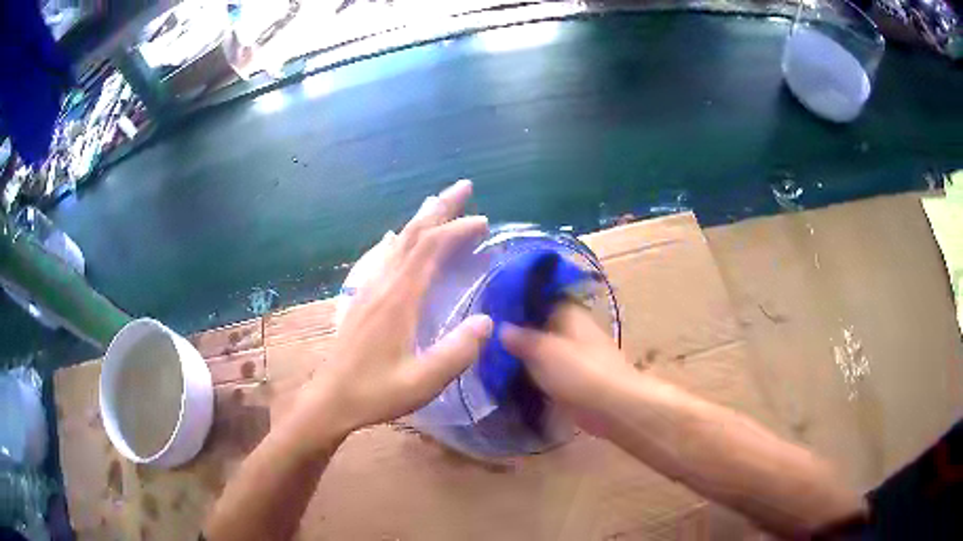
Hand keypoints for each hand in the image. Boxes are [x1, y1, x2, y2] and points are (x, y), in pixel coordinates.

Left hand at [298, 180, 492, 438]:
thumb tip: (488, 321)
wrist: (331, 399)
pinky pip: (384, 257)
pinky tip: (398, 238)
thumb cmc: (376, 392)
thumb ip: (457, 352)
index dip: (457, 230)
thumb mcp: (423, 381)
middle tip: (464, 186)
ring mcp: (370, 289)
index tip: (483, 222)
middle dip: (440, 207)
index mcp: (400, 299)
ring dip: (422, 220)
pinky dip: (400, 240)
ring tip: (438, 202)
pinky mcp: (362, 298)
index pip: (431, 249)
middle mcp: (384, 284)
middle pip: (414, 234)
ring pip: (399, 242)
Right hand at [501, 302, 637, 434]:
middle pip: (542, 328)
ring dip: (527, 358)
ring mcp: (577, 356)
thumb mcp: (543, 351)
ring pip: (546, 352)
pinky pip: (551, 374)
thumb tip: (501, 328)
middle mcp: (574, 331)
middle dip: (519, 335)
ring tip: (494, 362)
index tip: (492, 314)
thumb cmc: (579, 371)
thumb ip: (521, 339)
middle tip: (488, 342)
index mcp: (569, 314)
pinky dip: (537, 377)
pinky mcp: (577, 380)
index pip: (540, 301)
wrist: (612, 406)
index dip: (517, 306)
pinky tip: (514, 383)